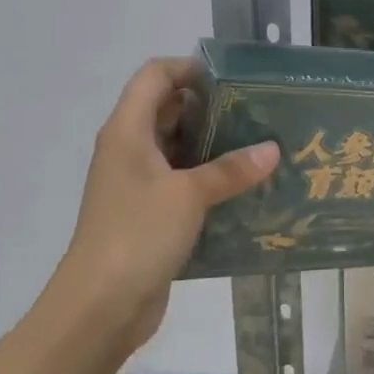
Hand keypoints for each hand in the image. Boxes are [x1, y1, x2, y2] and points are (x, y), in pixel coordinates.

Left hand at [47, 58, 277, 358]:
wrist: (100, 305)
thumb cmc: (137, 234)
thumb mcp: (188, 195)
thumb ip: (231, 169)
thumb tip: (273, 149)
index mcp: (127, 131)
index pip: (154, 76)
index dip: (189, 68)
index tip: (233, 80)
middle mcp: (128, 150)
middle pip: (167, 110)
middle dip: (210, 108)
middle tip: (256, 113)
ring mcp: (137, 184)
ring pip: (177, 149)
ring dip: (213, 147)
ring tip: (259, 148)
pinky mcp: (148, 214)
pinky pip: (181, 183)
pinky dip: (208, 180)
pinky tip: (243, 188)